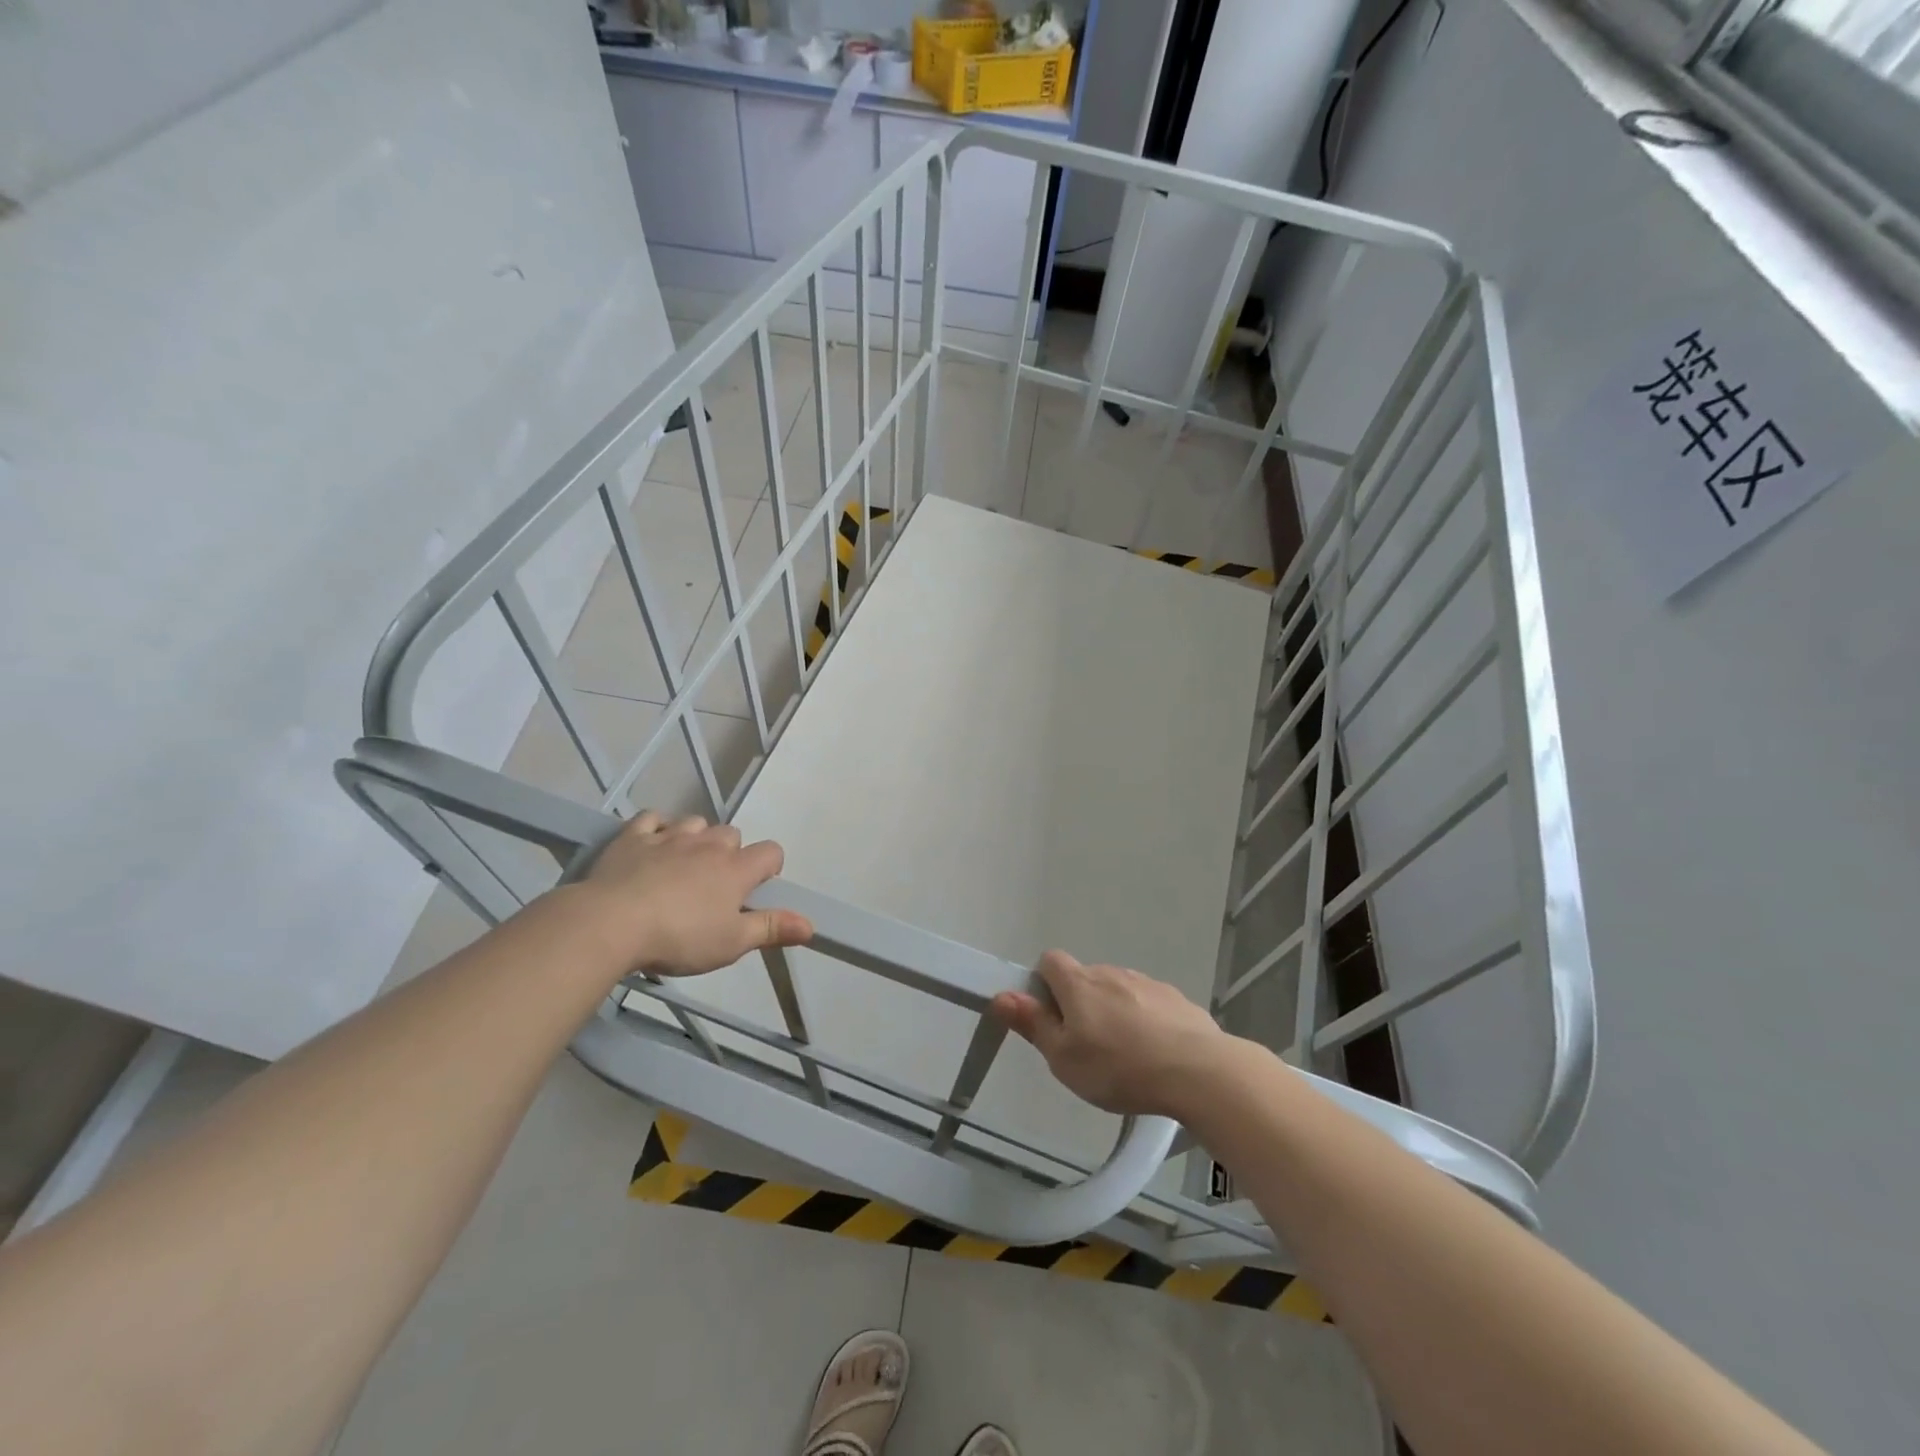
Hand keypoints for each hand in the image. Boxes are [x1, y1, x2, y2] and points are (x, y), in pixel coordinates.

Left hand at [575, 811, 811, 975]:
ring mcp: (670, 836)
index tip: (755, 888)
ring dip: (696, 838)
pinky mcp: (633, 837)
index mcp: (736, 869)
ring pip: (695, 822)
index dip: (769, 867)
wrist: (610, 923)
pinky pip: (652, 818)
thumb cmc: (679, 937)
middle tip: (714, 887)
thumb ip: (772, 929)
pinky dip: (657, 827)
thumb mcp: (731, 943)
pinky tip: (653, 844)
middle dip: (730, 854)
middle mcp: (708, 844)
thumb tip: (811, 925)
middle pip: (732, 834)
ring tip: (683, 866)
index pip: (770, 852)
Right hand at [989, 951, 1228, 1117]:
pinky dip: (1145, 1020)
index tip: (1050, 1017)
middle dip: (1080, 1004)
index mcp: (1079, 984)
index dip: (1043, 984)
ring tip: (1124, 1056)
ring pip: (1118, 990)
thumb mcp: (1064, 1058)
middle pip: (1084, 978)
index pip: (1049, 960)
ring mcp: (1147, 983)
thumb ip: (1033, 1024)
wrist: (1198, 1071)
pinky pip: (1149, 1003)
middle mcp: (1111, 973)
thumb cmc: (1119, 1068)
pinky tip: (1155, 1054)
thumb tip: (1001, 995)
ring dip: (1113, 1012)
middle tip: (1086, 1047)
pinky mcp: (1176, 999)